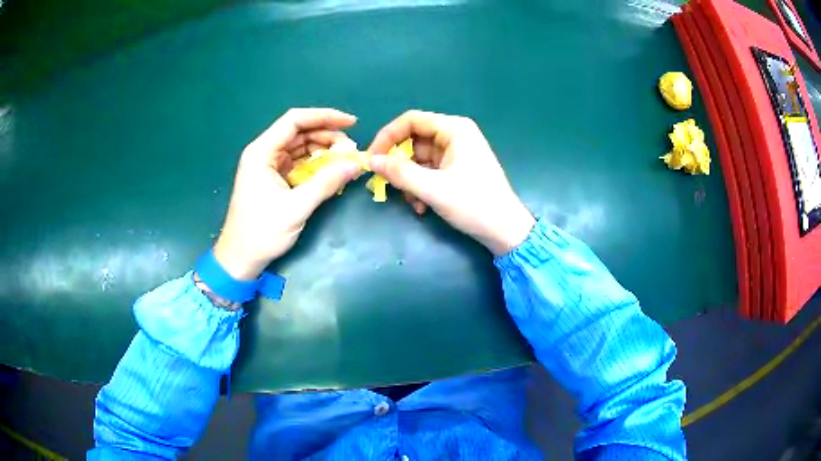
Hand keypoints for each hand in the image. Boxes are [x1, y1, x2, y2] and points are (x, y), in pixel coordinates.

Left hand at [214, 108, 360, 279]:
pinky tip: (331, 171)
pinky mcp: (273, 179)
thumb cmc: (261, 232)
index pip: (294, 121)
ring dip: (323, 150)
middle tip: (351, 150)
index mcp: (262, 152)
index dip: (324, 117)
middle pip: (299, 132)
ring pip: (300, 147)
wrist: (240, 258)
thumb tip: (355, 164)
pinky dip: (315, 165)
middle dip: (327, 136)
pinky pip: (298, 163)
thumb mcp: (296, 207)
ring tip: (345, 160)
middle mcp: (264, 153)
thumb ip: (326, 183)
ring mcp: (268, 166)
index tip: (351, 123)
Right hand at [368, 110, 534, 255]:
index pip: (410, 120)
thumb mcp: (433, 189)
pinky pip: (428, 171)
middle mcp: (455, 135)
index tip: (372, 158)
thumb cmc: (474, 204)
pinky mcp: (456, 169)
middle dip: (399, 164)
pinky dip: (420, 187)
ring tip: (413, 202)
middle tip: (386, 184)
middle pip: (413, 140)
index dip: (387, 136)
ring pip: (418, 159)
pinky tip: (422, 207)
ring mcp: (456, 153)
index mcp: (454, 129)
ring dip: (409, 181)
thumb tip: (371, 161)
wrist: (505, 231)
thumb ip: (400, 173)